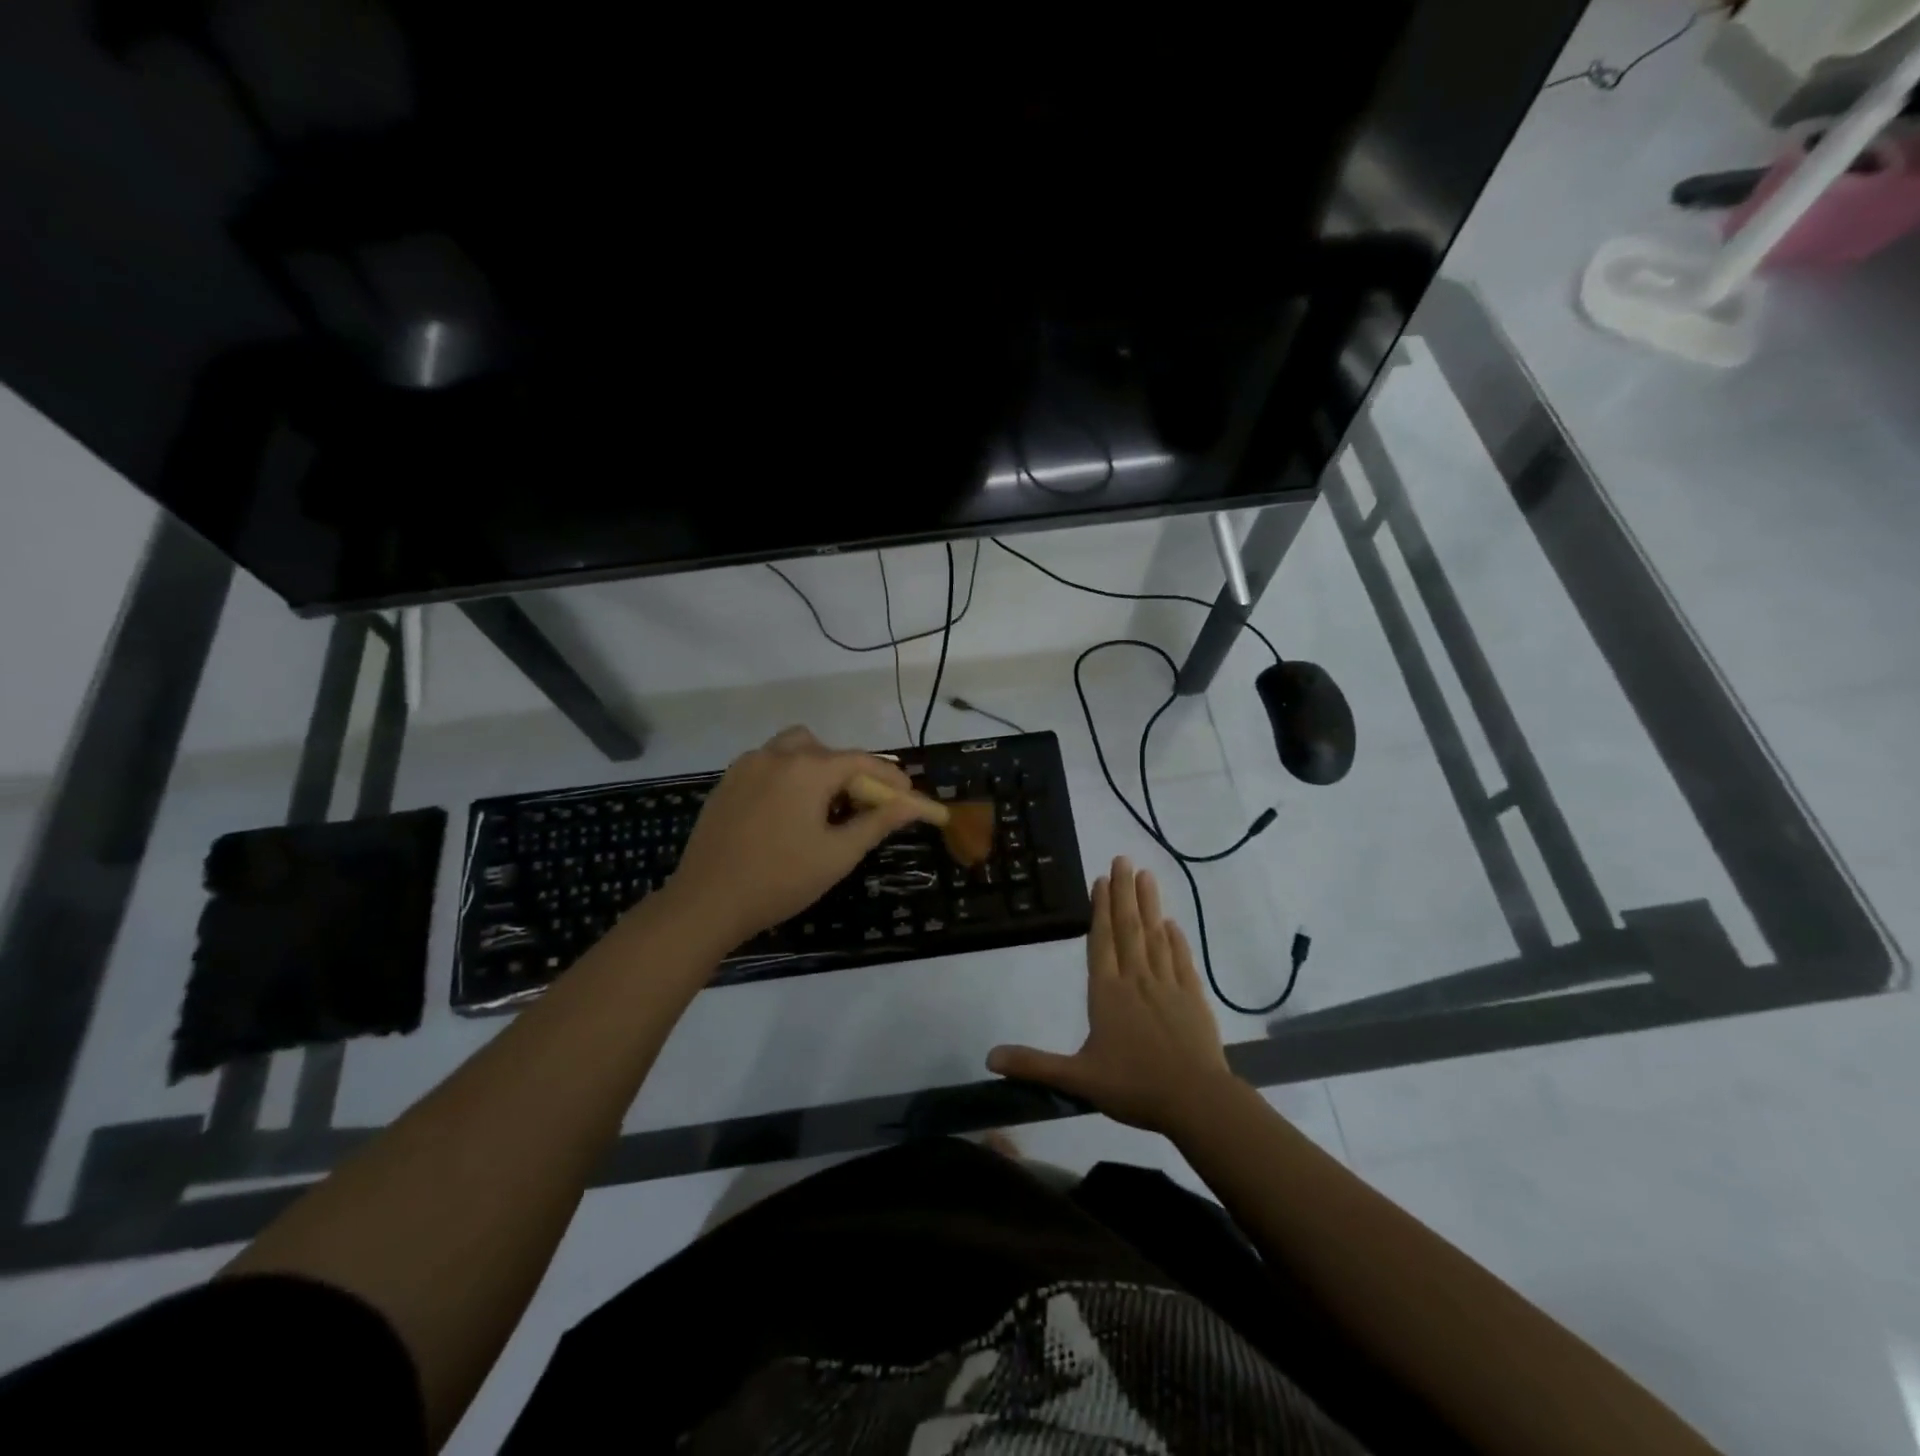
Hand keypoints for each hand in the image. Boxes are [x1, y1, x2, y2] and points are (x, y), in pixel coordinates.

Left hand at [664, 726, 933, 949]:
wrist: (707, 902)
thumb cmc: (781, 880)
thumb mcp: (838, 854)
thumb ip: (878, 822)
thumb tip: (914, 805)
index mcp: (808, 769)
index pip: (861, 761)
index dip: (889, 777)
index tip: (908, 795)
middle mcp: (777, 755)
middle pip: (827, 750)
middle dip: (850, 772)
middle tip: (861, 807)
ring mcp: (747, 765)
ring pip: (794, 749)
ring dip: (816, 768)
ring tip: (822, 806)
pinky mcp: (727, 782)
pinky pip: (767, 764)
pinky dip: (787, 776)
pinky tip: (787, 813)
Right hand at [987, 856, 1237, 1135]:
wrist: (1195, 1101)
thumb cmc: (1133, 1087)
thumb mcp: (1077, 1079)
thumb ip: (1034, 1064)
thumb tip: (989, 1057)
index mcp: (1108, 994)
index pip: (1102, 942)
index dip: (1100, 909)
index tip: (1101, 879)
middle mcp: (1137, 980)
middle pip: (1129, 928)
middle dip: (1124, 892)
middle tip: (1123, 859)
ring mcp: (1168, 986)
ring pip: (1156, 936)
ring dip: (1150, 905)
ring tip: (1146, 875)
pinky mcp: (1193, 997)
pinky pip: (1181, 959)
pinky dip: (1176, 939)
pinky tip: (1172, 924)